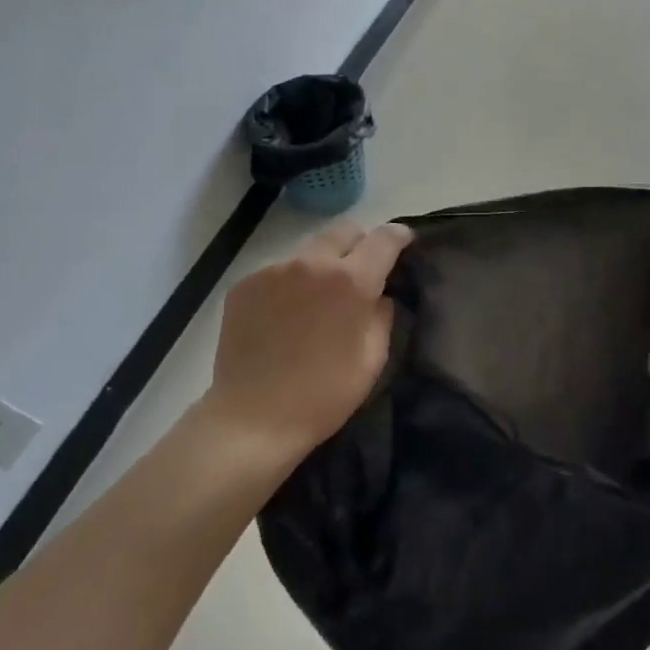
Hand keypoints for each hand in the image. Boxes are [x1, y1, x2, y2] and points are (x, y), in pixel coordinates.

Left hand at [200, 219, 412, 460]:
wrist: (252, 419)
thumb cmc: (323, 395)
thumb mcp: (372, 359)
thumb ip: (382, 316)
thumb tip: (379, 296)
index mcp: (351, 281)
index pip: (384, 238)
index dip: (400, 236)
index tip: (405, 242)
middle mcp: (311, 263)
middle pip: (344, 231)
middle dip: (360, 244)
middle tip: (362, 272)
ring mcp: (273, 270)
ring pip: (310, 250)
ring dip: (323, 265)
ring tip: (318, 300)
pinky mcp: (244, 284)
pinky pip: (279, 270)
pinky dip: (290, 283)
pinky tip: (286, 315)